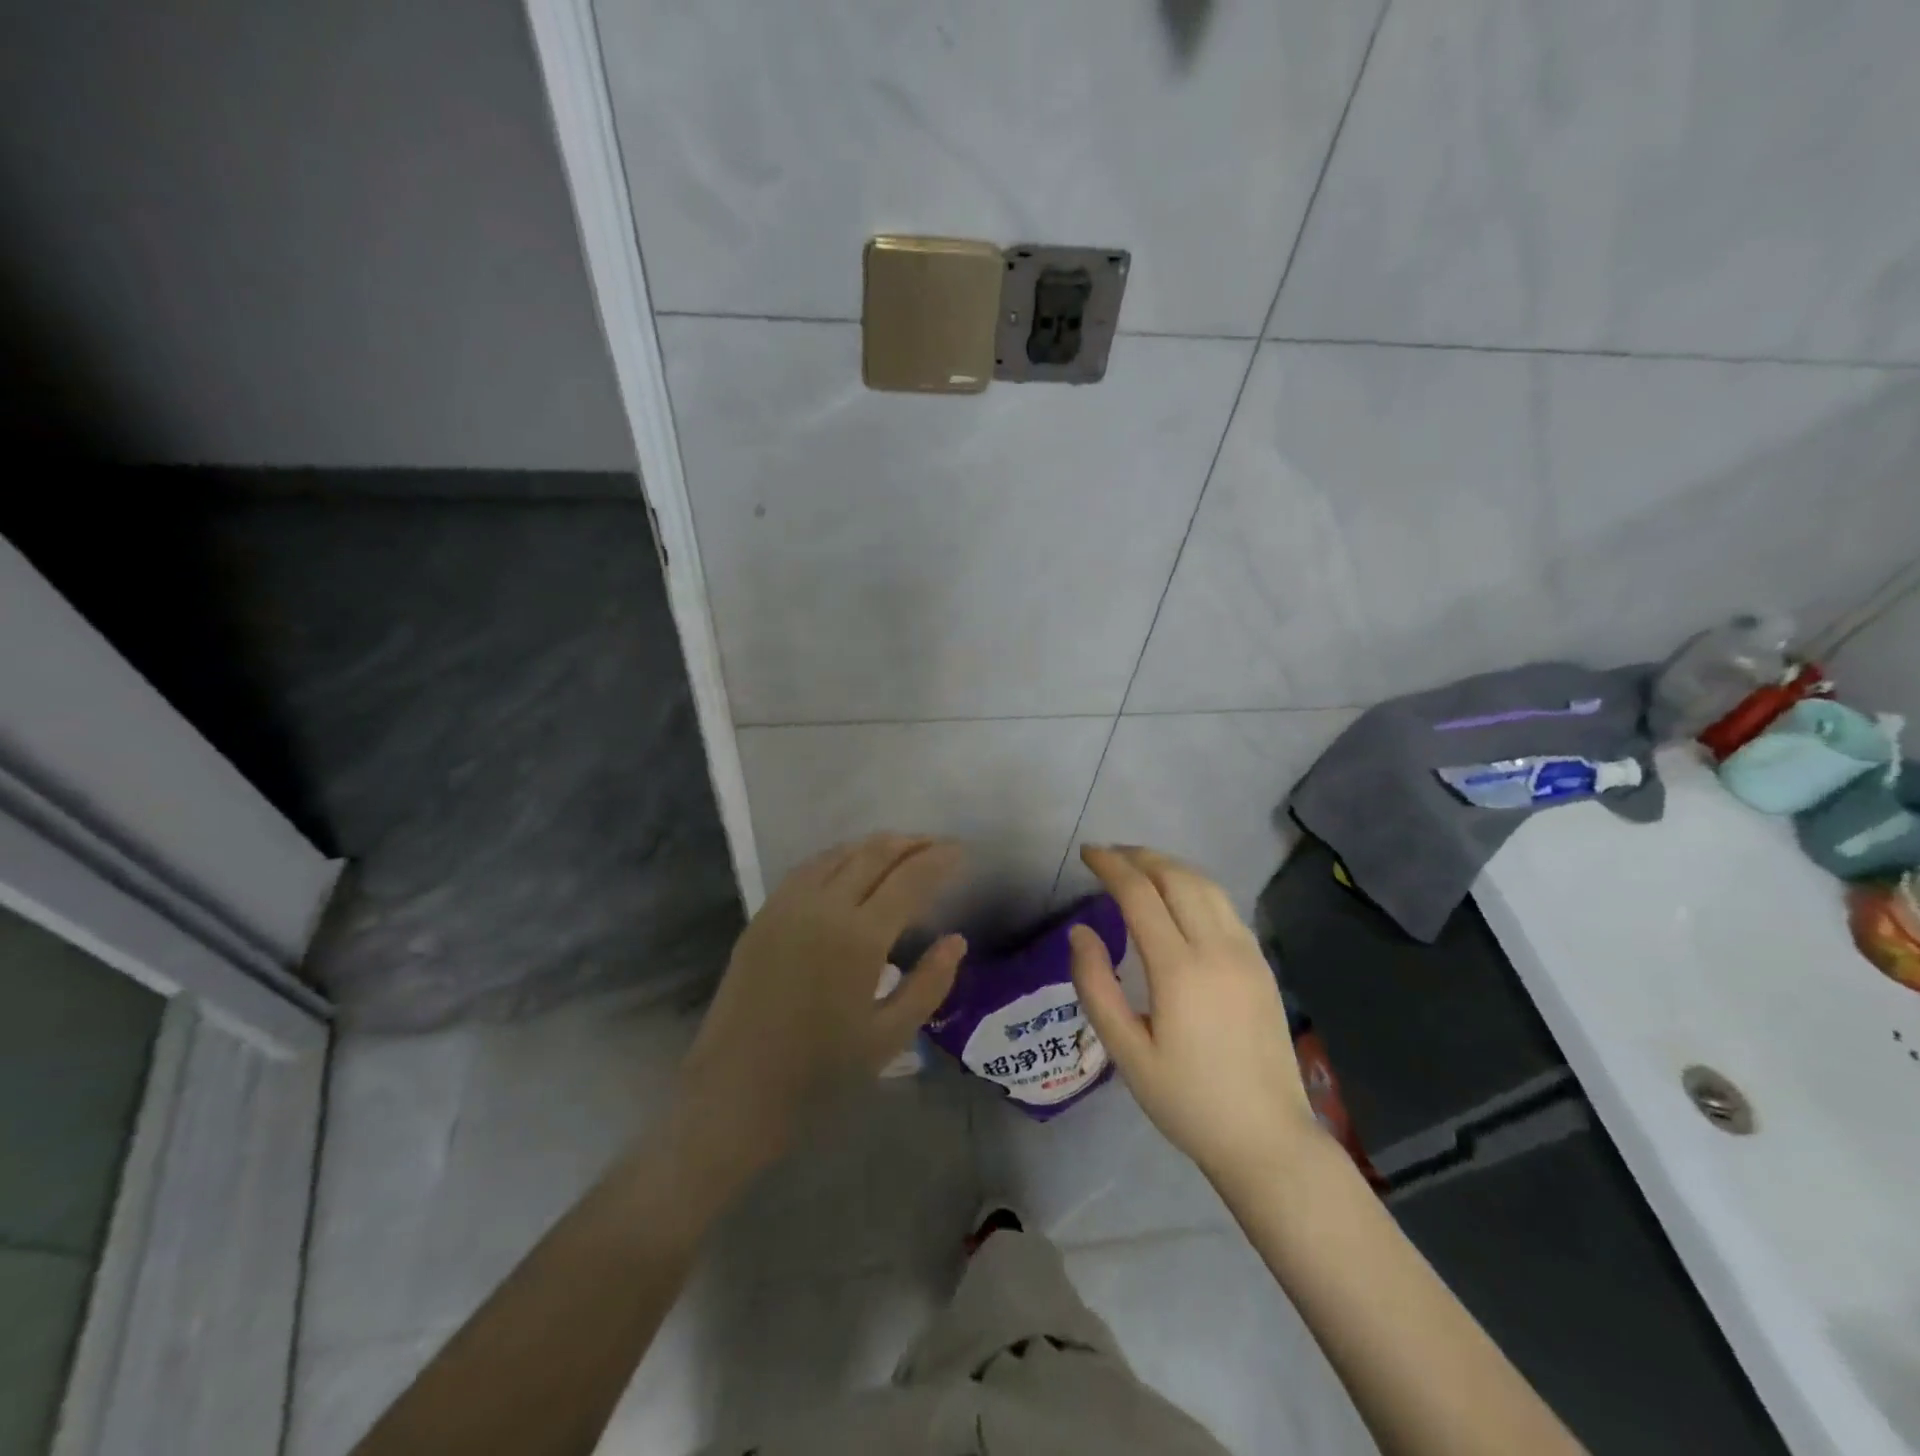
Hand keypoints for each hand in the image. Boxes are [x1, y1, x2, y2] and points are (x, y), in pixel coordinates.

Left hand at [675, 834, 966, 1173]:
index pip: (910, 878)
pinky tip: (851, 867)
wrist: (736, 1091)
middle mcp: (824, 907)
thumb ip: (930, 983)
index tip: (961, 851)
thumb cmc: (820, 1071)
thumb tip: (956, 940)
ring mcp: (788, 905)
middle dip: (911, 842)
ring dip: (875, 846)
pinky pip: (809, 868)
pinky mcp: (764, 914)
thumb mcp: (889, 1035)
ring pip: (840, 853)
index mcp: (860, 937)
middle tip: (936, 845)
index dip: (938, 858)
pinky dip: (839, 856)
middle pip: (874, 853)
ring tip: (901, 850)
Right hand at [1068, 846, 1323, 1187]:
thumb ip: (1096, 986)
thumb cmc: (1187, 1101)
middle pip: (1176, 877)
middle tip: (1109, 855)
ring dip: (1169, 866)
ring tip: (1139, 866)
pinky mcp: (1261, 964)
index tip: (1087, 853)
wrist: (1267, 1138)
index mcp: (1179, 969)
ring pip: (1206, 885)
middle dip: (1139, 856)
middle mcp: (1217, 948)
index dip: (1111, 866)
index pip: (1140, 894)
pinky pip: (1225, 906)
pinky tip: (1180, 897)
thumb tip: (1080, 931)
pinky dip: (1195, 886)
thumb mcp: (1127, 1053)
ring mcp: (1246, 953)